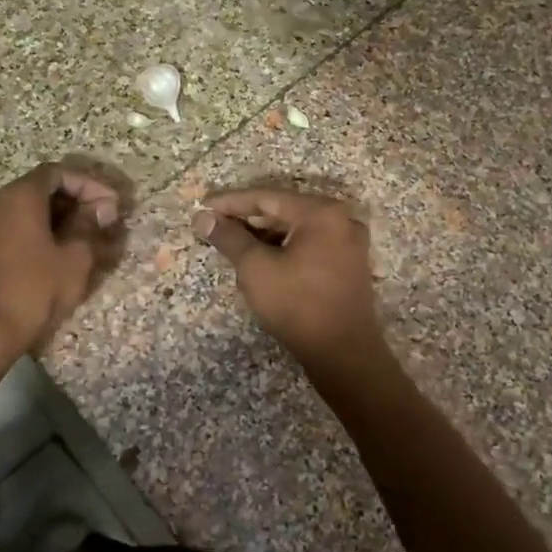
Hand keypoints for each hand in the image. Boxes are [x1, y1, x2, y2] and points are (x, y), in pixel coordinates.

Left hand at [0, 163, 121, 352]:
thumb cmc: (34, 289)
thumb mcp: (74, 258)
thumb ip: (89, 226)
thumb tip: (100, 209)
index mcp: (20, 196)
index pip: (58, 172)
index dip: (89, 184)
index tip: (112, 205)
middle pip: (42, 189)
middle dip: (77, 201)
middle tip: (104, 221)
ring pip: (29, 211)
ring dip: (61, 219)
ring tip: (89, 240)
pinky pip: (16, 229)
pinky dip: (42, 233)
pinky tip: (62, 255)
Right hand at [195, 188, 385, 362]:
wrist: (344, 354)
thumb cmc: (297, 304)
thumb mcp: (255, 268)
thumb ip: (229, 238)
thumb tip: (203, 217)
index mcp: (321, 212)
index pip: (266, 198)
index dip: (230, 202)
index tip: (202, 206)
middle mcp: (340, 219)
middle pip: (282, 210)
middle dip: (246, 218)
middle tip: (214, 225)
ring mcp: (348, 242)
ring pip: (295, 228)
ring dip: (263, 234)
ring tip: (231, 242)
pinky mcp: (348, 263)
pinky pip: (308, 244)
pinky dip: (282, 247)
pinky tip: (260, 258)